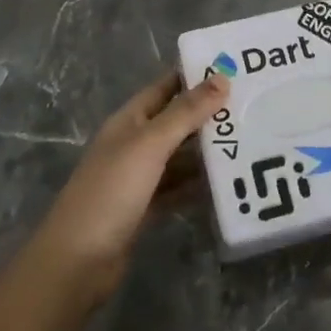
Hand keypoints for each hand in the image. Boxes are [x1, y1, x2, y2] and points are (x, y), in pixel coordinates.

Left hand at [26, 71, 227, 304]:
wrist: (78, 261)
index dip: (195, 76)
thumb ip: (185, 113)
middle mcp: (133, 144)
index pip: (166, 88)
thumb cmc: (111, 192)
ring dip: (207, 150)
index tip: (234, 68)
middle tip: (253, 106)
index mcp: (129, 121)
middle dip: (208, 114)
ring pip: (179, 156)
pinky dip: (198, 184)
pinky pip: (178, 188)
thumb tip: (221, 78)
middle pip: (175, 121)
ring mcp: (138, 178)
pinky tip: (226, 182)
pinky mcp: (145, 208)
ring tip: (249, 141)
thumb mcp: (150, 145)